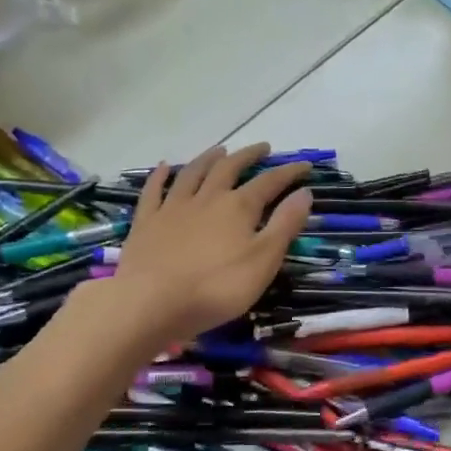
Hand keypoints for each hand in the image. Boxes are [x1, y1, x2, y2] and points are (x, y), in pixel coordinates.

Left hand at [104, 143, 311, 345]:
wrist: (151, 302)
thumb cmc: (216, 287)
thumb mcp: (263, 260)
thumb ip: (285, 225)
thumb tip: (304, 192)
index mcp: (238, 207)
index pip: (269, 182)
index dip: (288, 172)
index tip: (305, 165)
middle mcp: (207, 198)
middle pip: (229, 168)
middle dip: (248, 156)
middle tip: (262, 148)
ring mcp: (173, 207)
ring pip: (193, 173)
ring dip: (208, 158)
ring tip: (220, 150)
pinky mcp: (146, 222)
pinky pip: (154, 191)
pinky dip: (161, 176)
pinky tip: (165, 166)